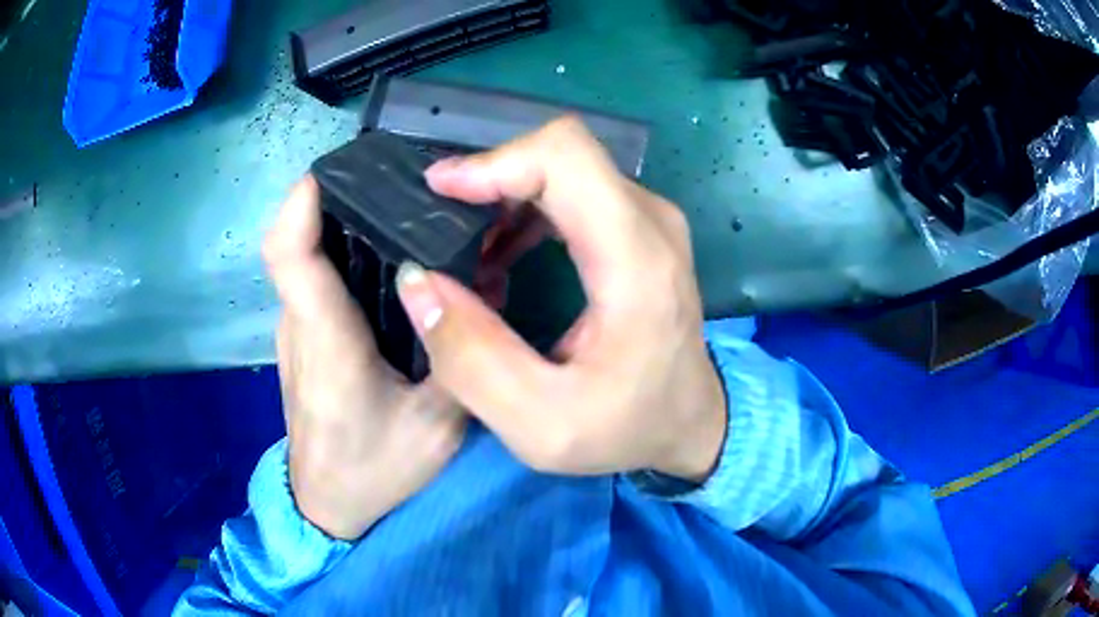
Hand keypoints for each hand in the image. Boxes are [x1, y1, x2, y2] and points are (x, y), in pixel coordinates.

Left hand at [263, 177, 466, 540]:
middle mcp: (300, 324)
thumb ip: (462, 357)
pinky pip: (317, 281)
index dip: (302, 201)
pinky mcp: (304, 341)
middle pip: (301, 240)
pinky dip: (344, 255)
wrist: (327, 506)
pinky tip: (389, 261)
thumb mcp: (437, 426)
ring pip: (309, 258)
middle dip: (339, 198)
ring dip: (343, 224)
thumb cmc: (375, 470)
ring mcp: (297, 332)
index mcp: (327, 340)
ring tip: (402, 212)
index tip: (341, 168)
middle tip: (398, 181)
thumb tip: (485, 284)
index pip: (289, 252)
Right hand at [396, 118, 726, 481]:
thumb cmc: (628, 429)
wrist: (690, 423)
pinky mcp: (639, 231)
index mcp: (636, 261)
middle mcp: (651, 222)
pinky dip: (525, 213)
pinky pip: (574, 192)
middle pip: (561, 154)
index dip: (495, 162)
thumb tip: (417, 281)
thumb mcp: (540, 424)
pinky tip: (500, 261)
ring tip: (468, 260)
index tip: (439, 191)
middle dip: (491, 179)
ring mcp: (649, 221)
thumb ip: (471, 359)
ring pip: (564, 169)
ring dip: (504, 199)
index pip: (565, 159)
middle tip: (442, 229)